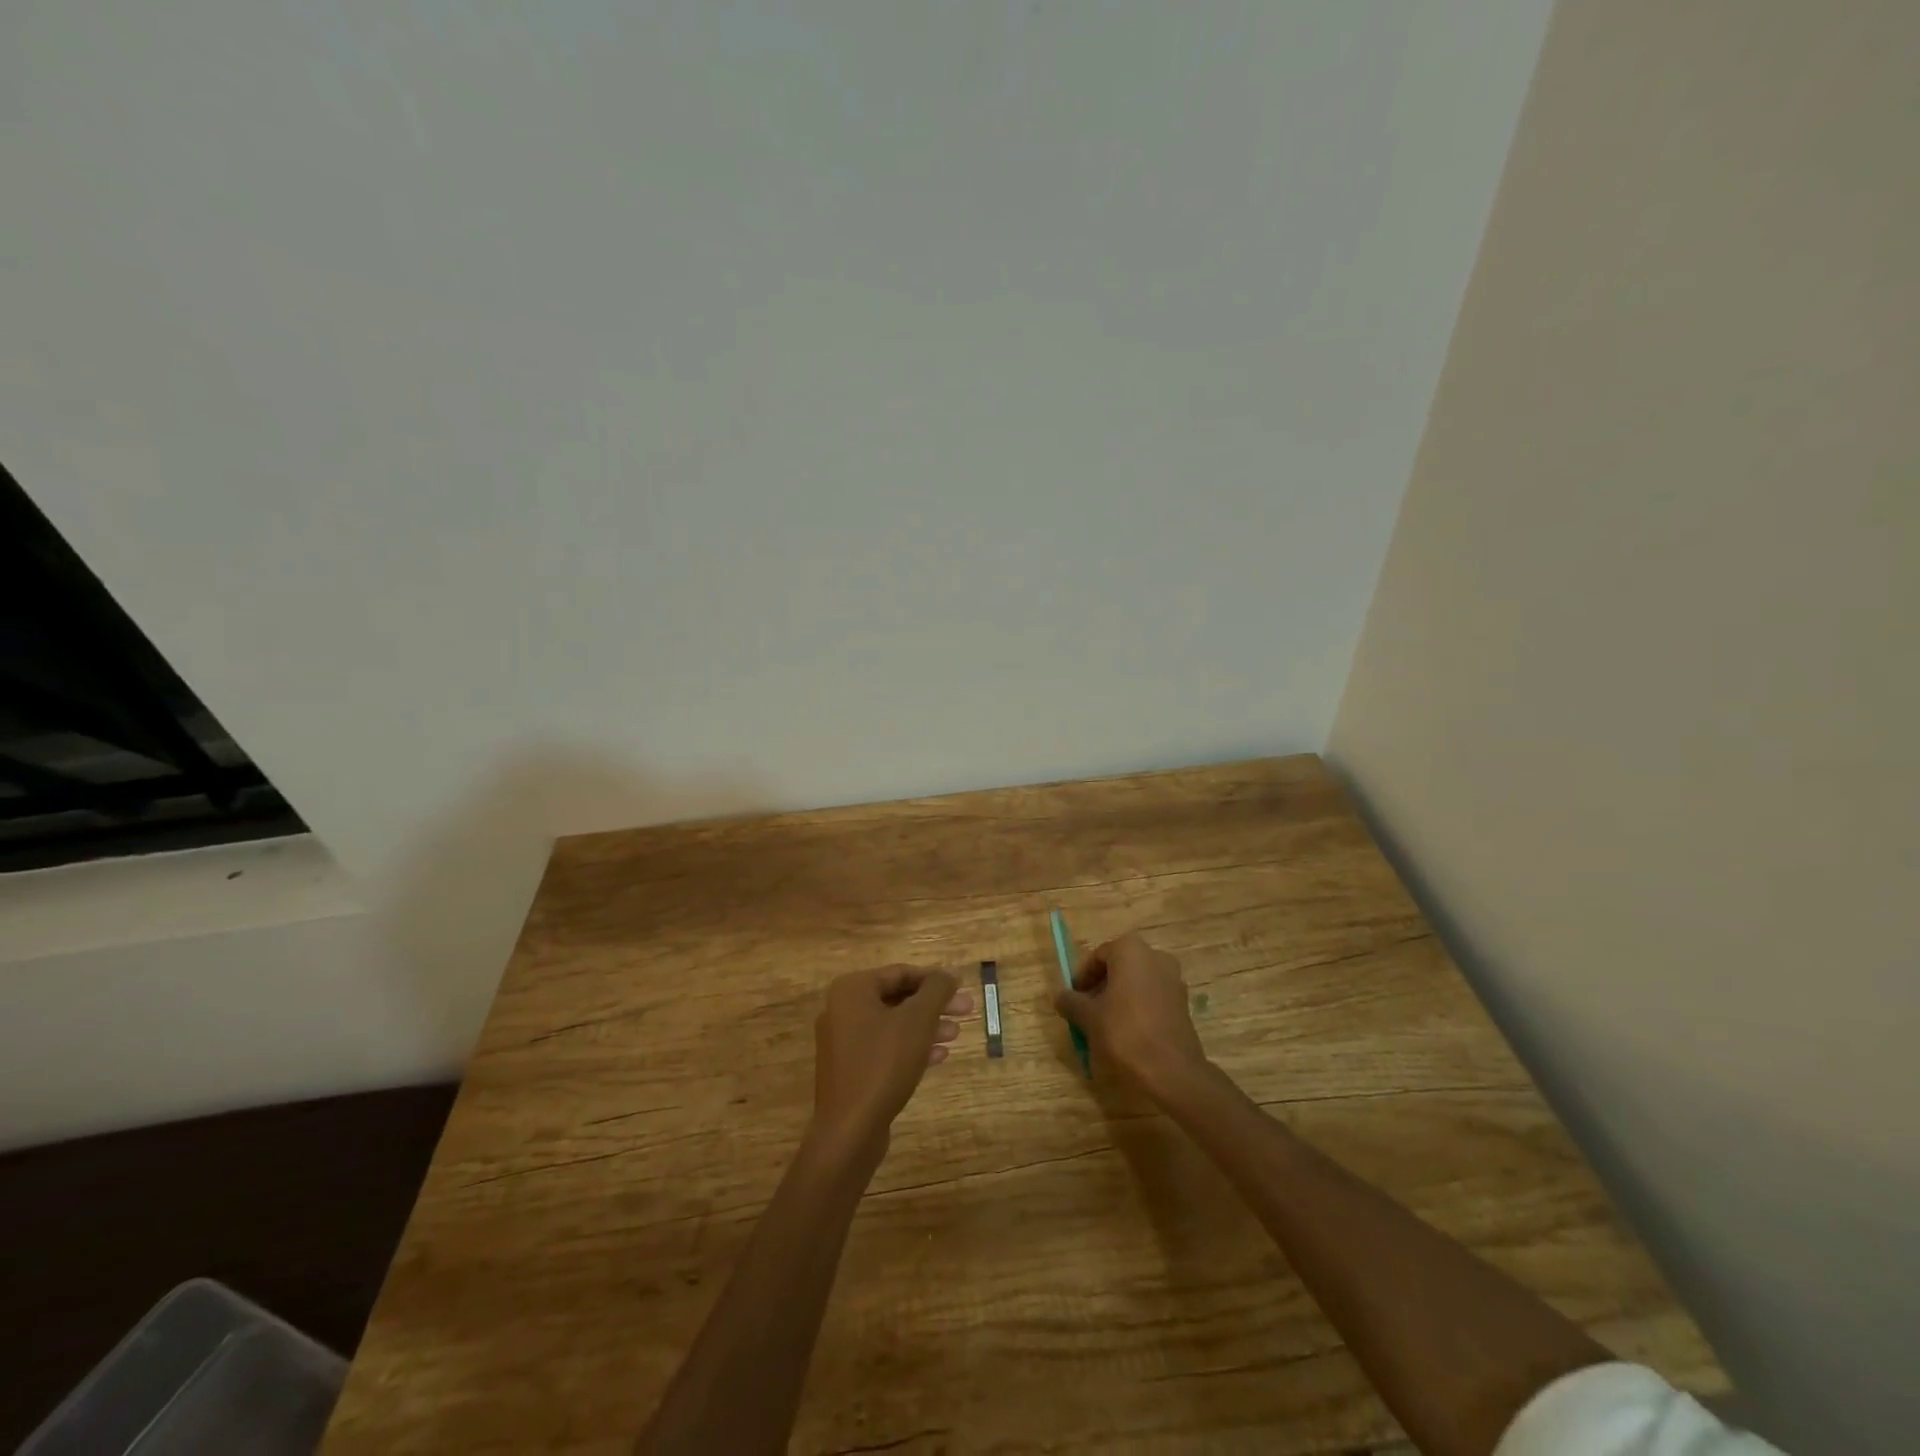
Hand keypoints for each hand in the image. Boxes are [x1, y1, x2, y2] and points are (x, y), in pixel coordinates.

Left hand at [812, 966, 969, 1146]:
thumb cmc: (883, 1064)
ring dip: (926, 1027)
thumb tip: (950, 973)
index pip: (900, 973)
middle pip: (898, 998)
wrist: (849, 1130)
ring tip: (956, 1034)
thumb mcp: (917, 1020)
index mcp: (852, 990)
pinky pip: (884, 1048)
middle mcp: (842, 1010)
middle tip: (967, 1010)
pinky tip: (939, 1057)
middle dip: (933, 1005)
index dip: (934, 979)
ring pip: (893, 1025)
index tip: (961, 987)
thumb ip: (936, 990)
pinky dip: (911, 1048)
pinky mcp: (849, 1070)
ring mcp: (843, 1042)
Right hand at [1053, 933, 1209, 1099]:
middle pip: (1119, 967)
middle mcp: (1155, 957)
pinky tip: (1128, 1033)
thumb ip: (1071, 1002)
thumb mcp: (1088, 1017)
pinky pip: (1153, 998)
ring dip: (1120, 998)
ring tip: (1105, 1024)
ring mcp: (1173, 980)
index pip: (1098, 956)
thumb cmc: (1125, 1033)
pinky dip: (1138, 1008)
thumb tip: (1060, 996)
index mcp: (1131, 950)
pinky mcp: (1183, 1004)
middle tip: (1087, 1010)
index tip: (1073, 998)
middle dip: (1101, 986)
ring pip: (1137, 983)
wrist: (1172, 1072)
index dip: (1082, 977)